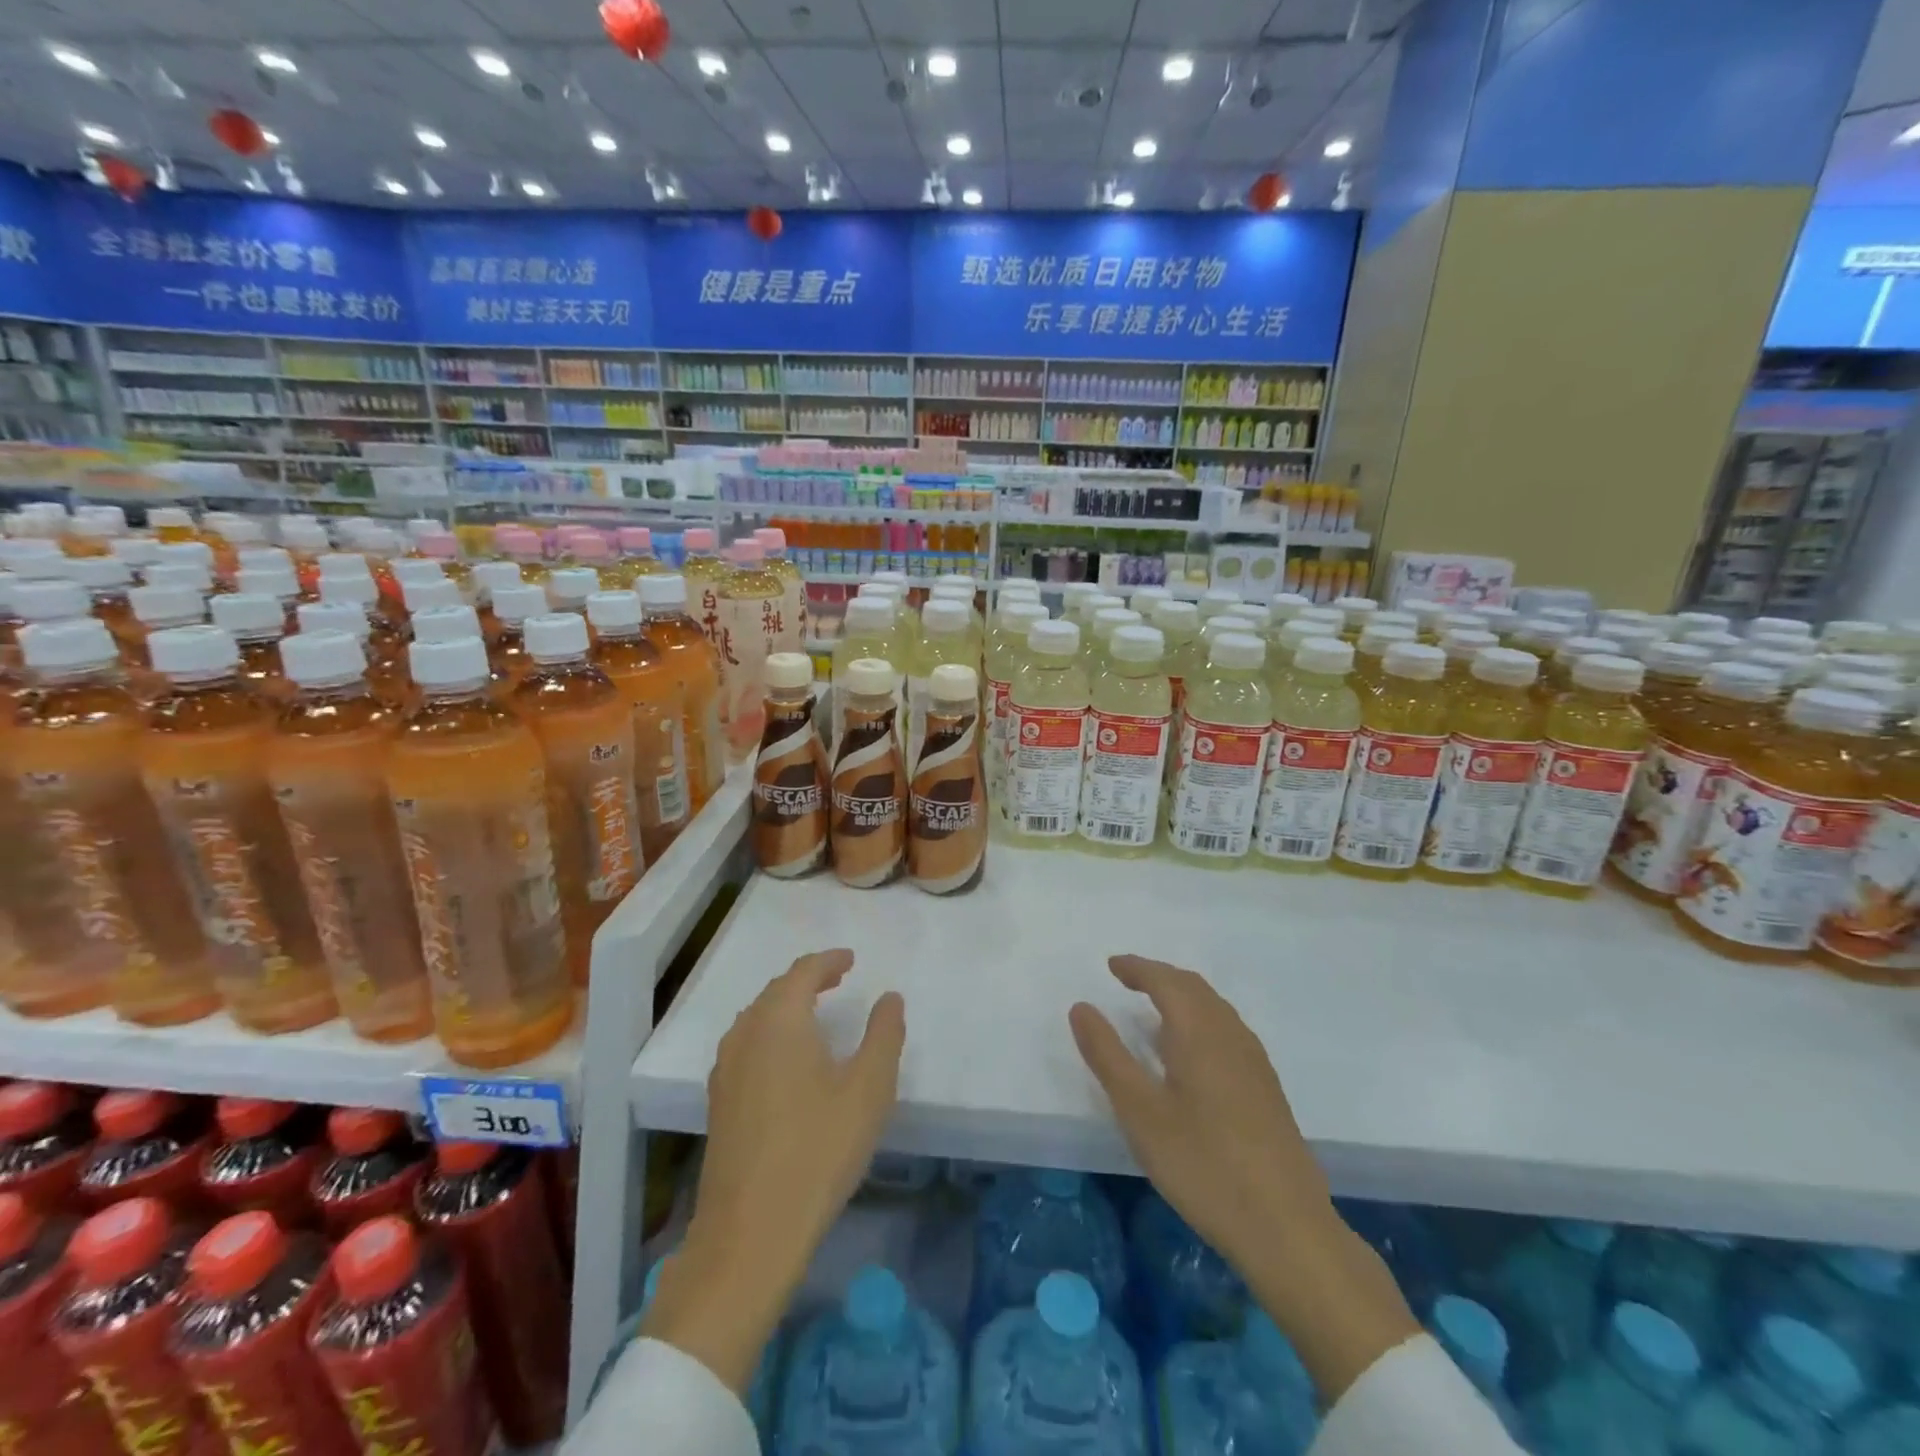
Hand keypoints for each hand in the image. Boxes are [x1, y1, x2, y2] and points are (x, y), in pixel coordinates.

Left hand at [644, 948, 905, 1392]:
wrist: (751, 1231)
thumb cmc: (819, 1150)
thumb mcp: (869, 1089)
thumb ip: (884, 1034)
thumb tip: (889, 997)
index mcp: (780, 1020)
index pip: (803, 972)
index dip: (829, 961)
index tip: (851, 959)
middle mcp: (746, 1033)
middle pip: (776, 990)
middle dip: (808, 979)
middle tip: (837, 979)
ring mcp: (726, 1068)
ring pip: (757, 1017)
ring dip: (787, 1005)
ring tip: (815, 1012)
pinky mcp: (719, 1100)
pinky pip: (747, 1043)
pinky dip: (771, 1032)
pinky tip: (787, 1058)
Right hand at [1068, 953, 1332, 1264]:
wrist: (1286, 1227)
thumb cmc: (1202, 1164)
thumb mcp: (1140, 1111)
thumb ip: (1107, 1055)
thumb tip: (1081, 1007)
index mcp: (1199, 1032)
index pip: (1166, 981)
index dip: (1137, 968)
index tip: (1112, 965)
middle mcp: (1231, 1035)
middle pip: (1194, 988)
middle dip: (1160, 976)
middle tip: (1129, 979)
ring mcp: (1254, 1062)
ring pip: (1215, 1009)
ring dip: (1183, 996)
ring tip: (1155, 1009)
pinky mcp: (1267, 1089)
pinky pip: (1227, 1031)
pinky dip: (1200, 1020)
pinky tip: (1192, 1053)